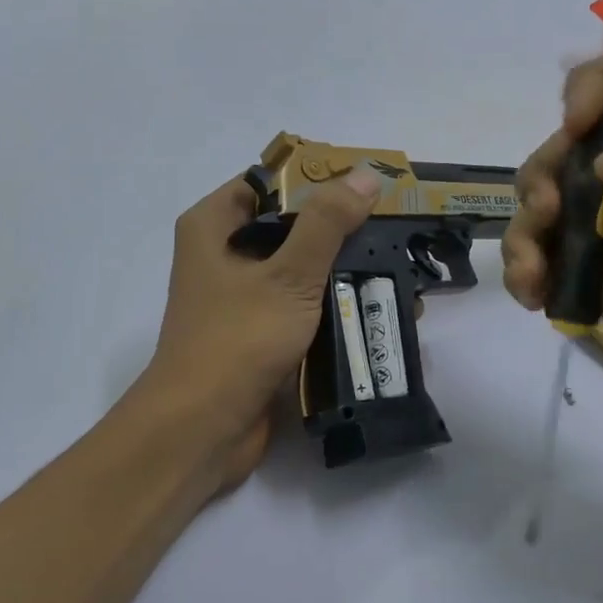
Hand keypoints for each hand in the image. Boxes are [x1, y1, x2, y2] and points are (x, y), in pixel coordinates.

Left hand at [139, 170, 379, 488]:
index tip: (367, 186)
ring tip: (400, 271)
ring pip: (299, 270)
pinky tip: (379, 308)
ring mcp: (241, 298)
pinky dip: (334, 306)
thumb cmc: (238, 340)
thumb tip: (364, 174)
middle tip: (395, 230)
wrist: (202, 428)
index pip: (268, 183)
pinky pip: (302, 307)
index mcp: (213, 226)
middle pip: (288, 226)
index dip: (317, 180)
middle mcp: (222, 255)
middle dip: (341, 231)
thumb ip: (327, 224)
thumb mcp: (288, 275)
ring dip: (343, 271)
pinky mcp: (258, 334)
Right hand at [502, 47, 602, 481]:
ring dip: (524, 232)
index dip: (596, 83)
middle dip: (543, 173)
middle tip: (546, 219)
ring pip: (550, 202)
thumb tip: (602, 161)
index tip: (574, 133)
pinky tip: (533, 300)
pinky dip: (528, 270)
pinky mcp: (602, 281)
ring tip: (530, 279)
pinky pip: (548, 255)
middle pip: (574, 142)